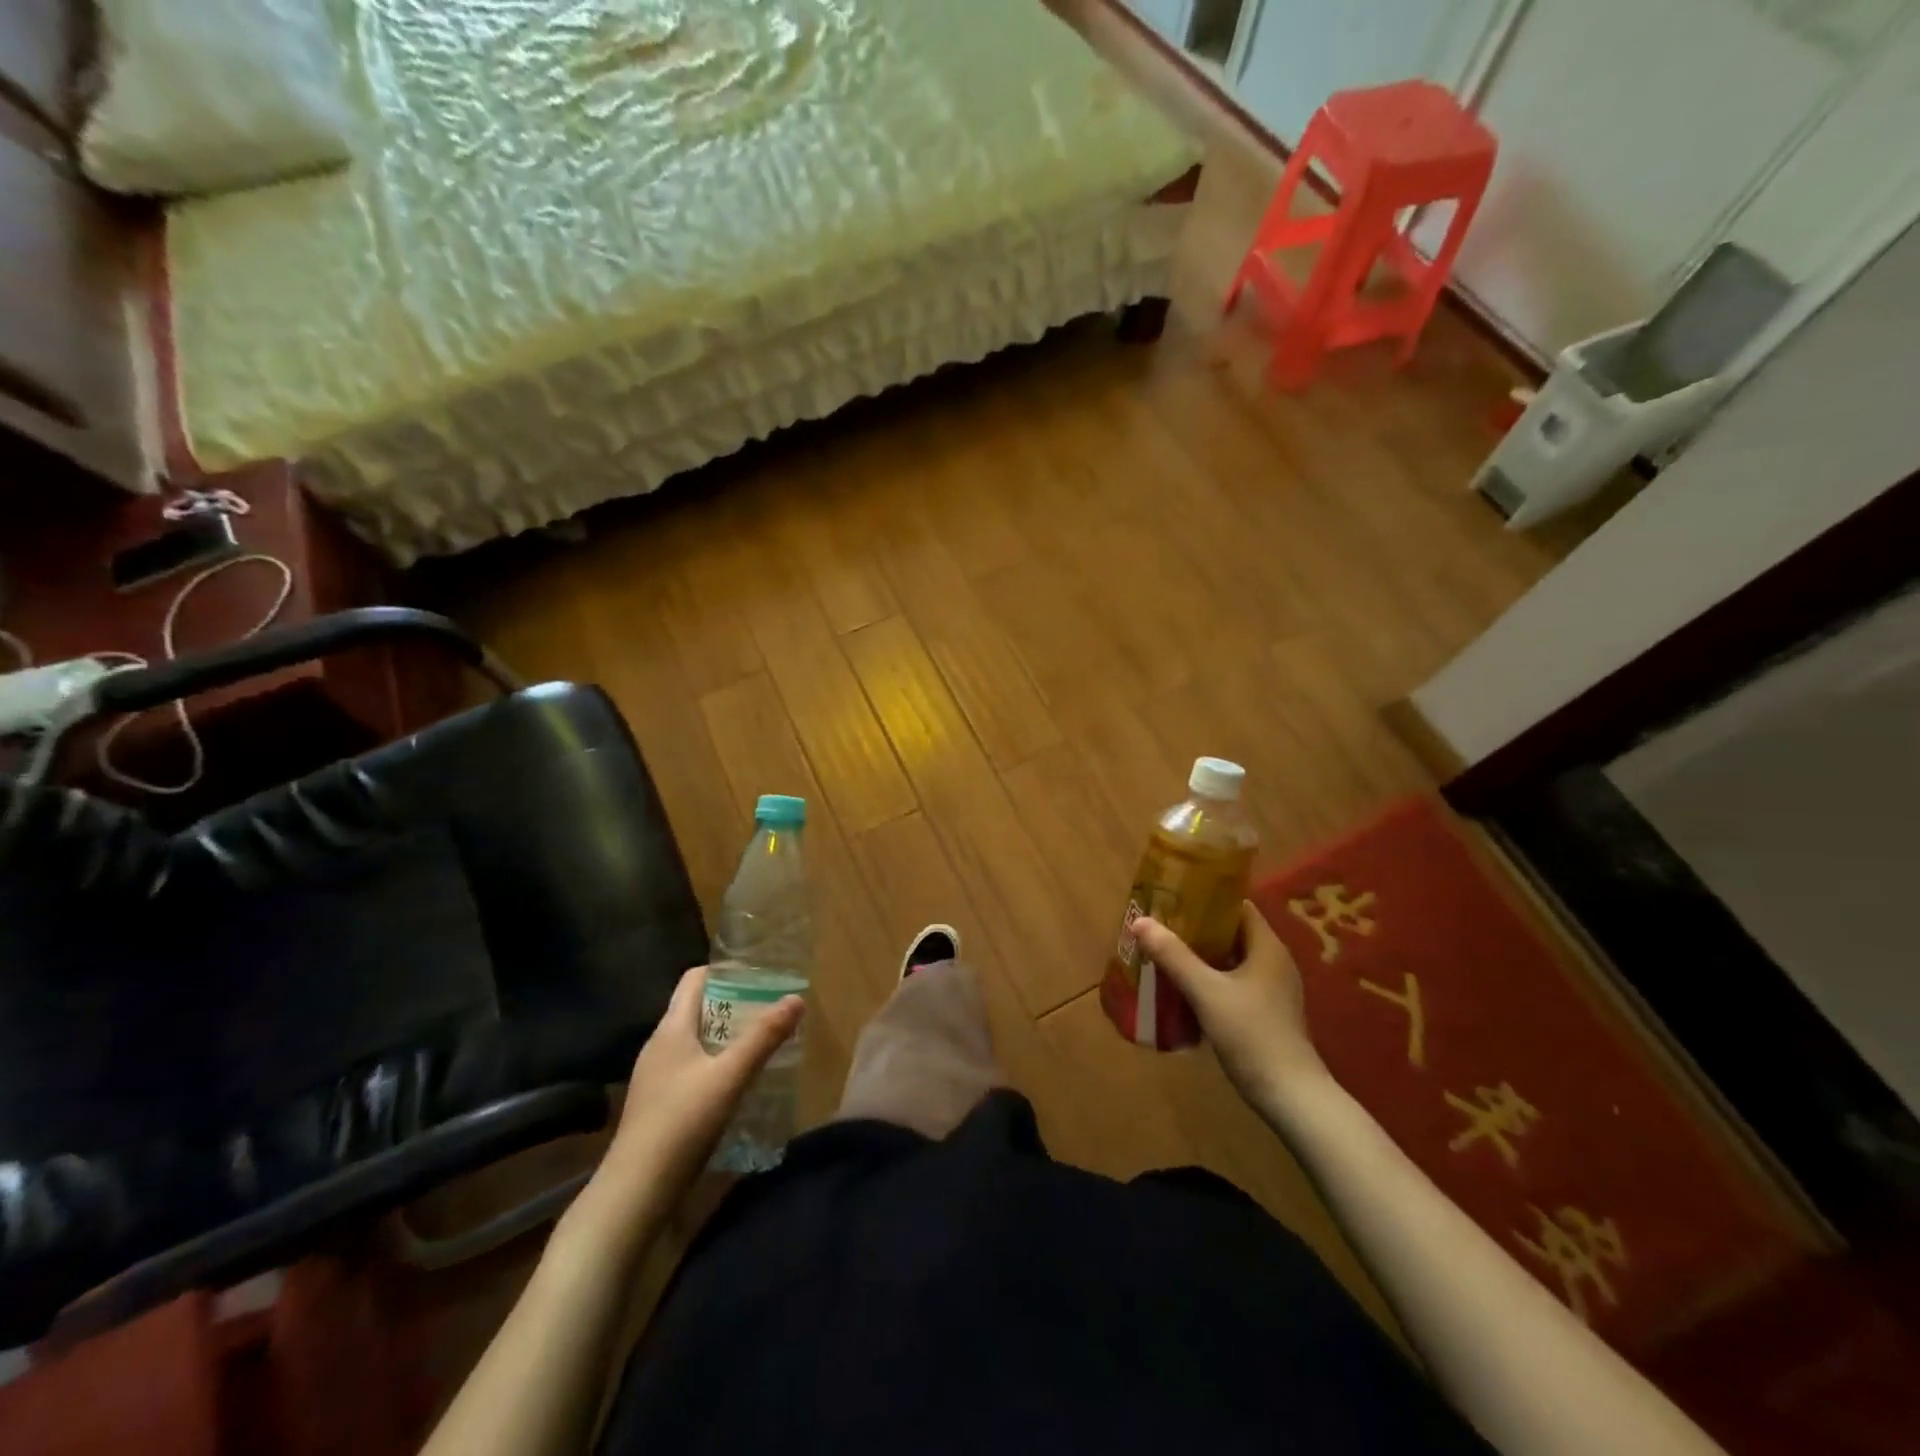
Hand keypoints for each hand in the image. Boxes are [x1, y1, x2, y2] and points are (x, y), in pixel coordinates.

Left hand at [592, 967, 804, 1217]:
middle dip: (733, 1004)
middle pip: (696, 1008)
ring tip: (760, 1043)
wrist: (634, 1192)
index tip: (760, 976)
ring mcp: (655, 1076)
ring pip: (695, 1040)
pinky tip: (736, 1083)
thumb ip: (764, 1037)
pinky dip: (715, 1063)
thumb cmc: (682, 1123)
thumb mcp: (730, 1076)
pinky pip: (690, 1067)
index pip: (695, 978)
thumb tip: (796, 998)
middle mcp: (659, 1045)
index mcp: (671, 1029)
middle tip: (770, 1010)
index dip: (726, 971)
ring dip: (726, 1035)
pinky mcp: (657, 1104)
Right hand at [1133, 902, 1325, 1106]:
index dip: (1206, 898)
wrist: (1291, 1097)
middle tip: (1161, 927)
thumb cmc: (1251, 1035)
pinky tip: (1184, 989)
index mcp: (1267, 947)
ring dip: (1201, 956)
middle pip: (1231, 932)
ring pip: (1231, 960)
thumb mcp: (1206, 992)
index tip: (1173, 898)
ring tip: (1164, 954)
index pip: (1237, 906)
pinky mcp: (1267, 1013)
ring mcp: (1272, 990)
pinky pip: (1234, 983)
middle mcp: (1273, 962)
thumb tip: (1140, 921)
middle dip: (1196, 929)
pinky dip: (1210, 979)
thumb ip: (1174, 956)